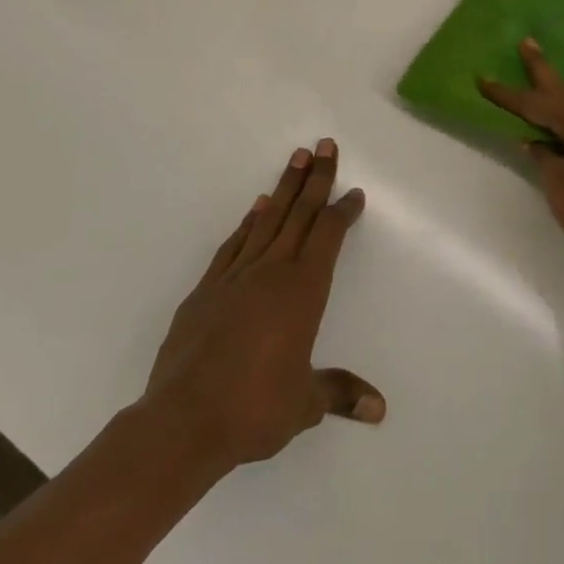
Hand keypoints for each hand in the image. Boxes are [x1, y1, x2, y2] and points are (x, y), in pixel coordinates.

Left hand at [145, 139, 383, 468]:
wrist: (183, 420)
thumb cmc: (254, 409)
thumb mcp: (305, 404)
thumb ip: (340, 393)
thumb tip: (379, 409)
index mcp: (303, 291)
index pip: (328, 236)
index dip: (343, 211)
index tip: (354, 192)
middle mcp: (272, 271)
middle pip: (300, 213)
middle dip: (316, 178)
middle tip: (325, 144)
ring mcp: (236, 275)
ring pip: (268, 219)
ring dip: (284, 188)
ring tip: (296, 158)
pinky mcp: (207, 288)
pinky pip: (235, 243)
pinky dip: (249, 221)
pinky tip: (256, 208)